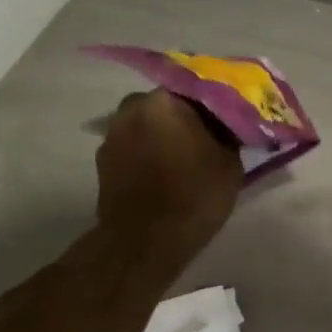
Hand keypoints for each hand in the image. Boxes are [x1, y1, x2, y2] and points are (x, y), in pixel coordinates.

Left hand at [95, 90, 243, 272]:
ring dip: (163, 138)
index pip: (197, 90)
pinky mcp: (103, 162)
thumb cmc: (192, 197)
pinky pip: (133, 150)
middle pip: (167, 107)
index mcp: (165, 100)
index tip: (227, 123)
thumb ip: (228, 136)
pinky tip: (162, 176)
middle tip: (205, 142)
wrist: (144, 242)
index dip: (214, 107)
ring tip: (183, 162)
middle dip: (185, 121)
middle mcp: (132, 107)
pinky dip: (147, 157)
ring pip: (147, 128)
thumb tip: (227, 129)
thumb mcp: (229, 164)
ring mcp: (112, 135)